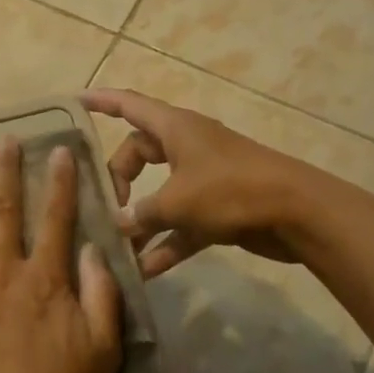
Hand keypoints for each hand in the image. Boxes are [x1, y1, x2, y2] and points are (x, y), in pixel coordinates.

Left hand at [0, 139, 122, 372]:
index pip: (55, 218)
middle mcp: (3, 271)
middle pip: (4, 211)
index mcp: (44, 278)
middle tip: (3, 139)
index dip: (60, 182)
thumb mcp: (102, 350)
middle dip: (5, 171)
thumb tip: (94, 249)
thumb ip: (101, 295)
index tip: (59, 150)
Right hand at [81, 88, 304, 277]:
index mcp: (175, 128)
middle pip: (139, 154)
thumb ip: (142, 213)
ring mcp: (203, 178)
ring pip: (159, 193)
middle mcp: (186, 147)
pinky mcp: (218, 209)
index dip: (101, 101)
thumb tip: (119, 224)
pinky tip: (145, 271)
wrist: (299, 214)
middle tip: (104, 207)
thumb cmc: (231, 190)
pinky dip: (165, 243)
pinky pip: (181, 224)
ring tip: (115, 245)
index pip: (129, 104)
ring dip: (140, 219)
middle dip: (118, 179)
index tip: (75, 101)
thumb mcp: (178, 201)